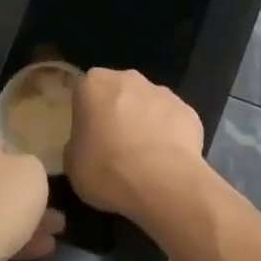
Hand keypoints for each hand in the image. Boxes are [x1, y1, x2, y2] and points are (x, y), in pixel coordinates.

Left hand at [0, 129, 62, 260]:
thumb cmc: (1, 194)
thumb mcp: (33, 168)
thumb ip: (30, 167)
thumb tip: (22, 175)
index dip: (20, 157)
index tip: (39, 173)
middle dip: (24, 196)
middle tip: (53, 205)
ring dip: (25, 221)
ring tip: (57, 230)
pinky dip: (16, 241)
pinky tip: (43, 249)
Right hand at [65, 68, 208, 221]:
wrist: (164, 182)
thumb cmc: (108, 170)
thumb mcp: (72, 165)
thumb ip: (76, 145)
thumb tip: (85, 144)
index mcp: (93, 84)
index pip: (83, 92)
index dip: (85, 115)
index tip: (87, 138)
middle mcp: (128, 78)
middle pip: (117, 92)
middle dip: (116, 113)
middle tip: (113, 147)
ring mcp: (161, 91)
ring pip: (146, 104)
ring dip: (143, 123)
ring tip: (144, 159)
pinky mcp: (187, 110)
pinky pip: (172, 121)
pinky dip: (169, 136)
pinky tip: (167, 162)